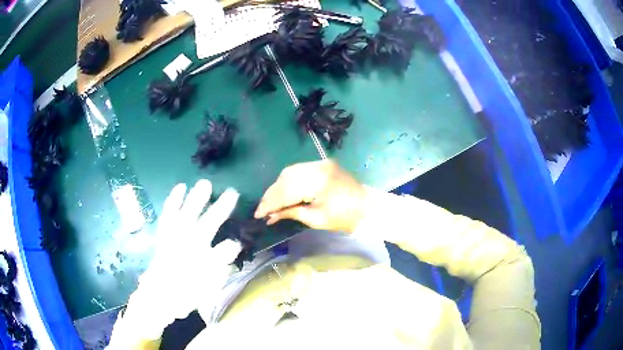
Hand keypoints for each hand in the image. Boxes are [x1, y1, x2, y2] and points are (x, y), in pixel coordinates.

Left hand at [110, 180, 240, 344]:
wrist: (159, 294)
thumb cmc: (185, 292)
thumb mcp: (207, 287)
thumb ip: (220, 267)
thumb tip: (233, 247)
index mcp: (202, 263)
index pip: (222, 250)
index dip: (231, 245)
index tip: (238, 241)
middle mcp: (188, 248)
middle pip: (207, 225)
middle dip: (220, 209)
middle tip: (232, 193)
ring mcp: (174, 238)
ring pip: (186, 215)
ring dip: (196, 200)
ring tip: (205, 184)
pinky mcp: (164, 234)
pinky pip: (168, 214)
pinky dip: (173, 200)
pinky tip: (180, 188)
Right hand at [254, 160, 367, 233]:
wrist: (367, 207)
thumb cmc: (344, 218)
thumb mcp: (316, 220)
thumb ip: (291, 213)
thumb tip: (270, 216)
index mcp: (318, 182)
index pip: (286, 191)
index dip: (270, 204)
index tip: (258, 214)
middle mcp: (317, 167)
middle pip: (285, 178)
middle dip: (271, 194)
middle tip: (262, 209)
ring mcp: (320, 162)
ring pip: (290, 171)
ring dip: (278, 186)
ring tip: (270, 202)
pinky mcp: (323, 163)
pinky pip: (299, 170)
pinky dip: (288, 181)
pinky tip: (283, 191)